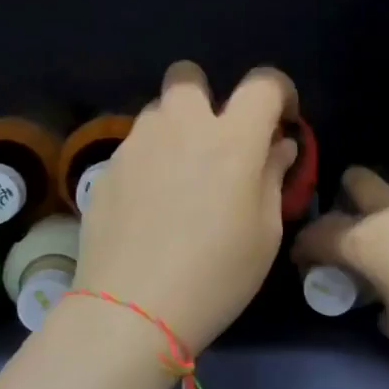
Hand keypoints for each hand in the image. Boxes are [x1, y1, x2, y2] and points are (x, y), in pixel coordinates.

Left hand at [72, 61, 298, 352]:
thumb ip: (273, 177)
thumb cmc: (216, 276)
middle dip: (208, 96)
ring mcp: (137, 144)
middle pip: (190, 76)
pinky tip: (152, 206)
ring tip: (182, 178)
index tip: (281, 121)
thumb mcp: (264, 233)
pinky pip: (135, 147)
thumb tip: (278, 146)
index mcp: (232, 139)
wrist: (132, 311)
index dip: (279, 93)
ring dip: (176, 129)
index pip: (262, 84)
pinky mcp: (106, 169)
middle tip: (218, 141)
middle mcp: (181, 126)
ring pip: (158, 112)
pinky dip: (151, 161)